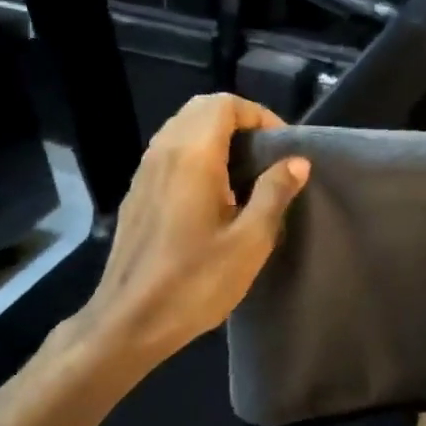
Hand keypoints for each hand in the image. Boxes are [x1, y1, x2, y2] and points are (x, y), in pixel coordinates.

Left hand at [73, 94, 309, 368]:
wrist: (128, 322)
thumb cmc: (194, 282)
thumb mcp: (249, 241)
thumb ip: (274, 193)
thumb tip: (297, 161)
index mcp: (192, 156)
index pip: (224, 104)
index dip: (259, 115)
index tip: (282, 147)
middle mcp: (163, 152)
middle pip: (201, 109)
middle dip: (238, 120)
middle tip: (266, 154)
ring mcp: (144, 172)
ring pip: (182, 128)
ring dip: (216, 136)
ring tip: (245, 172)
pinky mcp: (136, 193)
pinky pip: (168, 152)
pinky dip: (195, 153)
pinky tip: (213, 193)